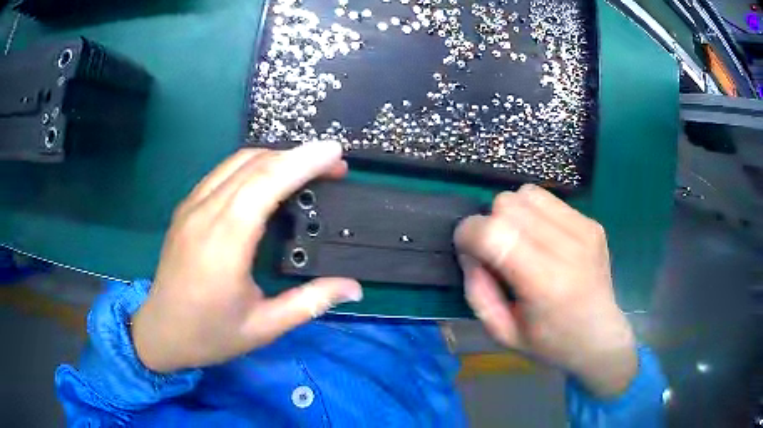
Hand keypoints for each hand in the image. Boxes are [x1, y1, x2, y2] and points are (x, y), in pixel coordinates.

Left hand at [131, 141, 362, 372]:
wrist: (160, 332)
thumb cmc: (210, 334)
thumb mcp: (264, 327)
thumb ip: (310, 302)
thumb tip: (354, 287)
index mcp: (224, 243)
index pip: (265, 183)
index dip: (303, 162)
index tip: (335, 153)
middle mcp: (205, 213)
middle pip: (254, 164)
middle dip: (297, 155)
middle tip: (332, 165)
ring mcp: (191, 206)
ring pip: (237, 161)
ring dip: (276, 157)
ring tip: (306, 168)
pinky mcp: (186, 207)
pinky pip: (223, 172)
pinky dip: (253, 166)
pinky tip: (269, 179)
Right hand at [454, 184, 636, 397]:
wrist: (600, 338)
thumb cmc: (549, 344)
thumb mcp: (501, 332)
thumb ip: (477, 290)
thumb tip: (470, 250)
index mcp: (545, 283)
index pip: (493, 232)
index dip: (468, 234)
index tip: (467, 251)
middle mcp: (568, 248)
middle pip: (507, 204)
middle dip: (491, 224)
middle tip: (499, 254)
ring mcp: (584, 230)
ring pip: (527, 193)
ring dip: (514, 214)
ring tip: (522, 242)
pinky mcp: (592, 223)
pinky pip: (548, 199)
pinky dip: (535, 214)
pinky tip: (544, 240)